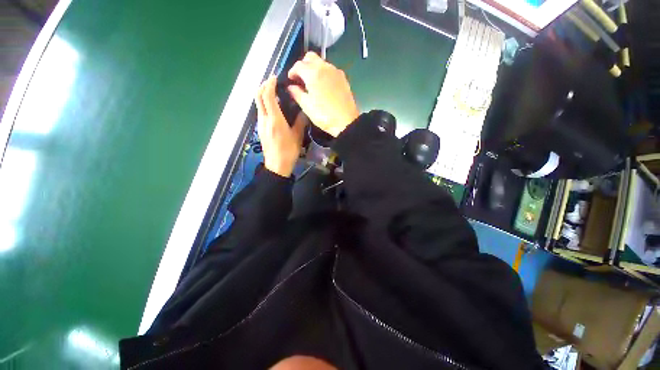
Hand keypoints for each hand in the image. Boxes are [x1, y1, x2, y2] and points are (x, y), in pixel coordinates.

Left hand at [256, 76, 306, 176]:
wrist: (277, 165)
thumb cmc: (288, 151)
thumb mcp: (297, 137)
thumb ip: (300, 122)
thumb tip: (304, 111)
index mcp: (274, 119)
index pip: (267, 96)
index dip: (270, 84)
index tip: (275, 77)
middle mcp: (264, 119)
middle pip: (258, 96)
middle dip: (263, 86)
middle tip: (273, 83)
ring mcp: (260, 124)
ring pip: (258, 104)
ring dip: (263, 95)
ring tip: (274, 94)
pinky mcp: (260, 129)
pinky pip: (260, 112)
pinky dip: (264, 104)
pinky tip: (274, 108)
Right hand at [287, 52, 359, 136]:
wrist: (346, 122)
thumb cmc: (324, 115)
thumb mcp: (307, 106)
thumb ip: (296, 93)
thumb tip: (291, 87)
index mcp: (313, 73)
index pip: (298, 65)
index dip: (292, 71)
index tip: (291, 80)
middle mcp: (325, 67)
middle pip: (310, 57)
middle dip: (303, 65)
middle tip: (300, 78)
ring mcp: (335, 71)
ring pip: (321, 62)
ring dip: (314, 68)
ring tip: (312, 83)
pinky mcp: (343, 78)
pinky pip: (330, 69)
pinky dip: (324, 73)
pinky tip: (323, 85)